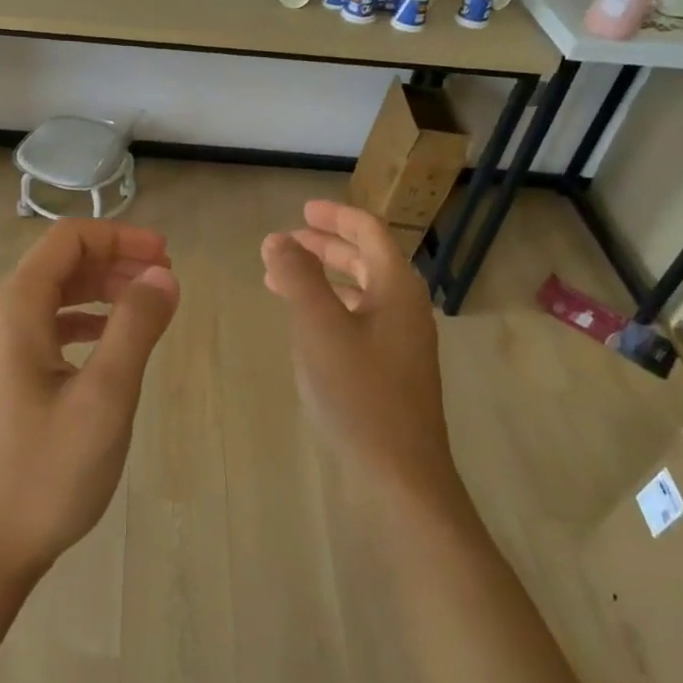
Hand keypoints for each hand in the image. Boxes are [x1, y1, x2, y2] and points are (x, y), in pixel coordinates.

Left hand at [0, 220, 179, 592]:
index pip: (68, 241)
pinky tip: (106, 345)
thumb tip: (163, 275)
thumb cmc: (44, 473)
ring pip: (49, 298)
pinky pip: (40, 330)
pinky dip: (78, 324)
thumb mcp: (105, 397)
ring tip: (145, 308)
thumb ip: (136, 326)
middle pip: (58, 265)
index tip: (166, 255)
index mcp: (13, 309)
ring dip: (99, 293)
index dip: (121, 237)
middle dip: (114, 263)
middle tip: (165, 281)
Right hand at [261, 201, 456, 501]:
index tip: (302, 210)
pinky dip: (330, 308)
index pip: (369, 232)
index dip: (335, 216)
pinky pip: (359, 319)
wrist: (400, 472)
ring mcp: (401, 340)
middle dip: (325, 246)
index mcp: (397, 288)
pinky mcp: (391, 367)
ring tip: (282, 278)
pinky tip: (305, 323)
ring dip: (323, 277)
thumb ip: (297, 277)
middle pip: (366, 259)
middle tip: (286, 241)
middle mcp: (405, 307)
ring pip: (360, 291)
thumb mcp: (320, 328)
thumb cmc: (359, 393)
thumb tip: (277, 238)